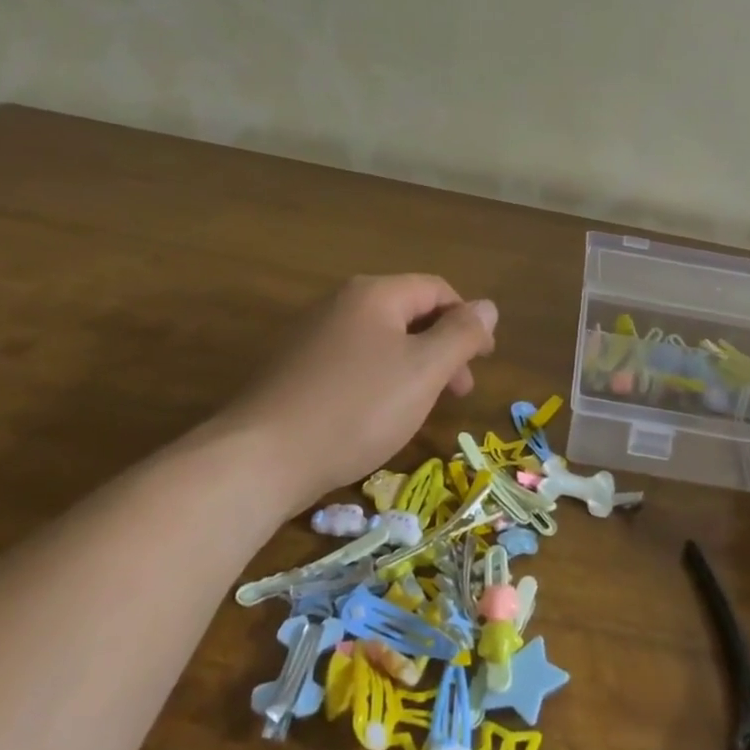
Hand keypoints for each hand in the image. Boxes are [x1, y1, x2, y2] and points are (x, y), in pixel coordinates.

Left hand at [213, 274, 496, 508]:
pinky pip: (353, 363)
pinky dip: (380, 381)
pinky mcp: (294, 369)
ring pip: (381, 341)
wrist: (261, 458)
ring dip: (414, 367)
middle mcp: (340, 304)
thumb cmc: (357, 408)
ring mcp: (312, 336)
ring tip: (422, 408)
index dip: (468, 321)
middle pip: (409, 314)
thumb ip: (461, 335)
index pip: (437, 290)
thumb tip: (489, 306)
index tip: (484, 362)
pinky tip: (379, 416)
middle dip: (443, 348)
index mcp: (374, 294)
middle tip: (459, 392)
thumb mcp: (424, 371)